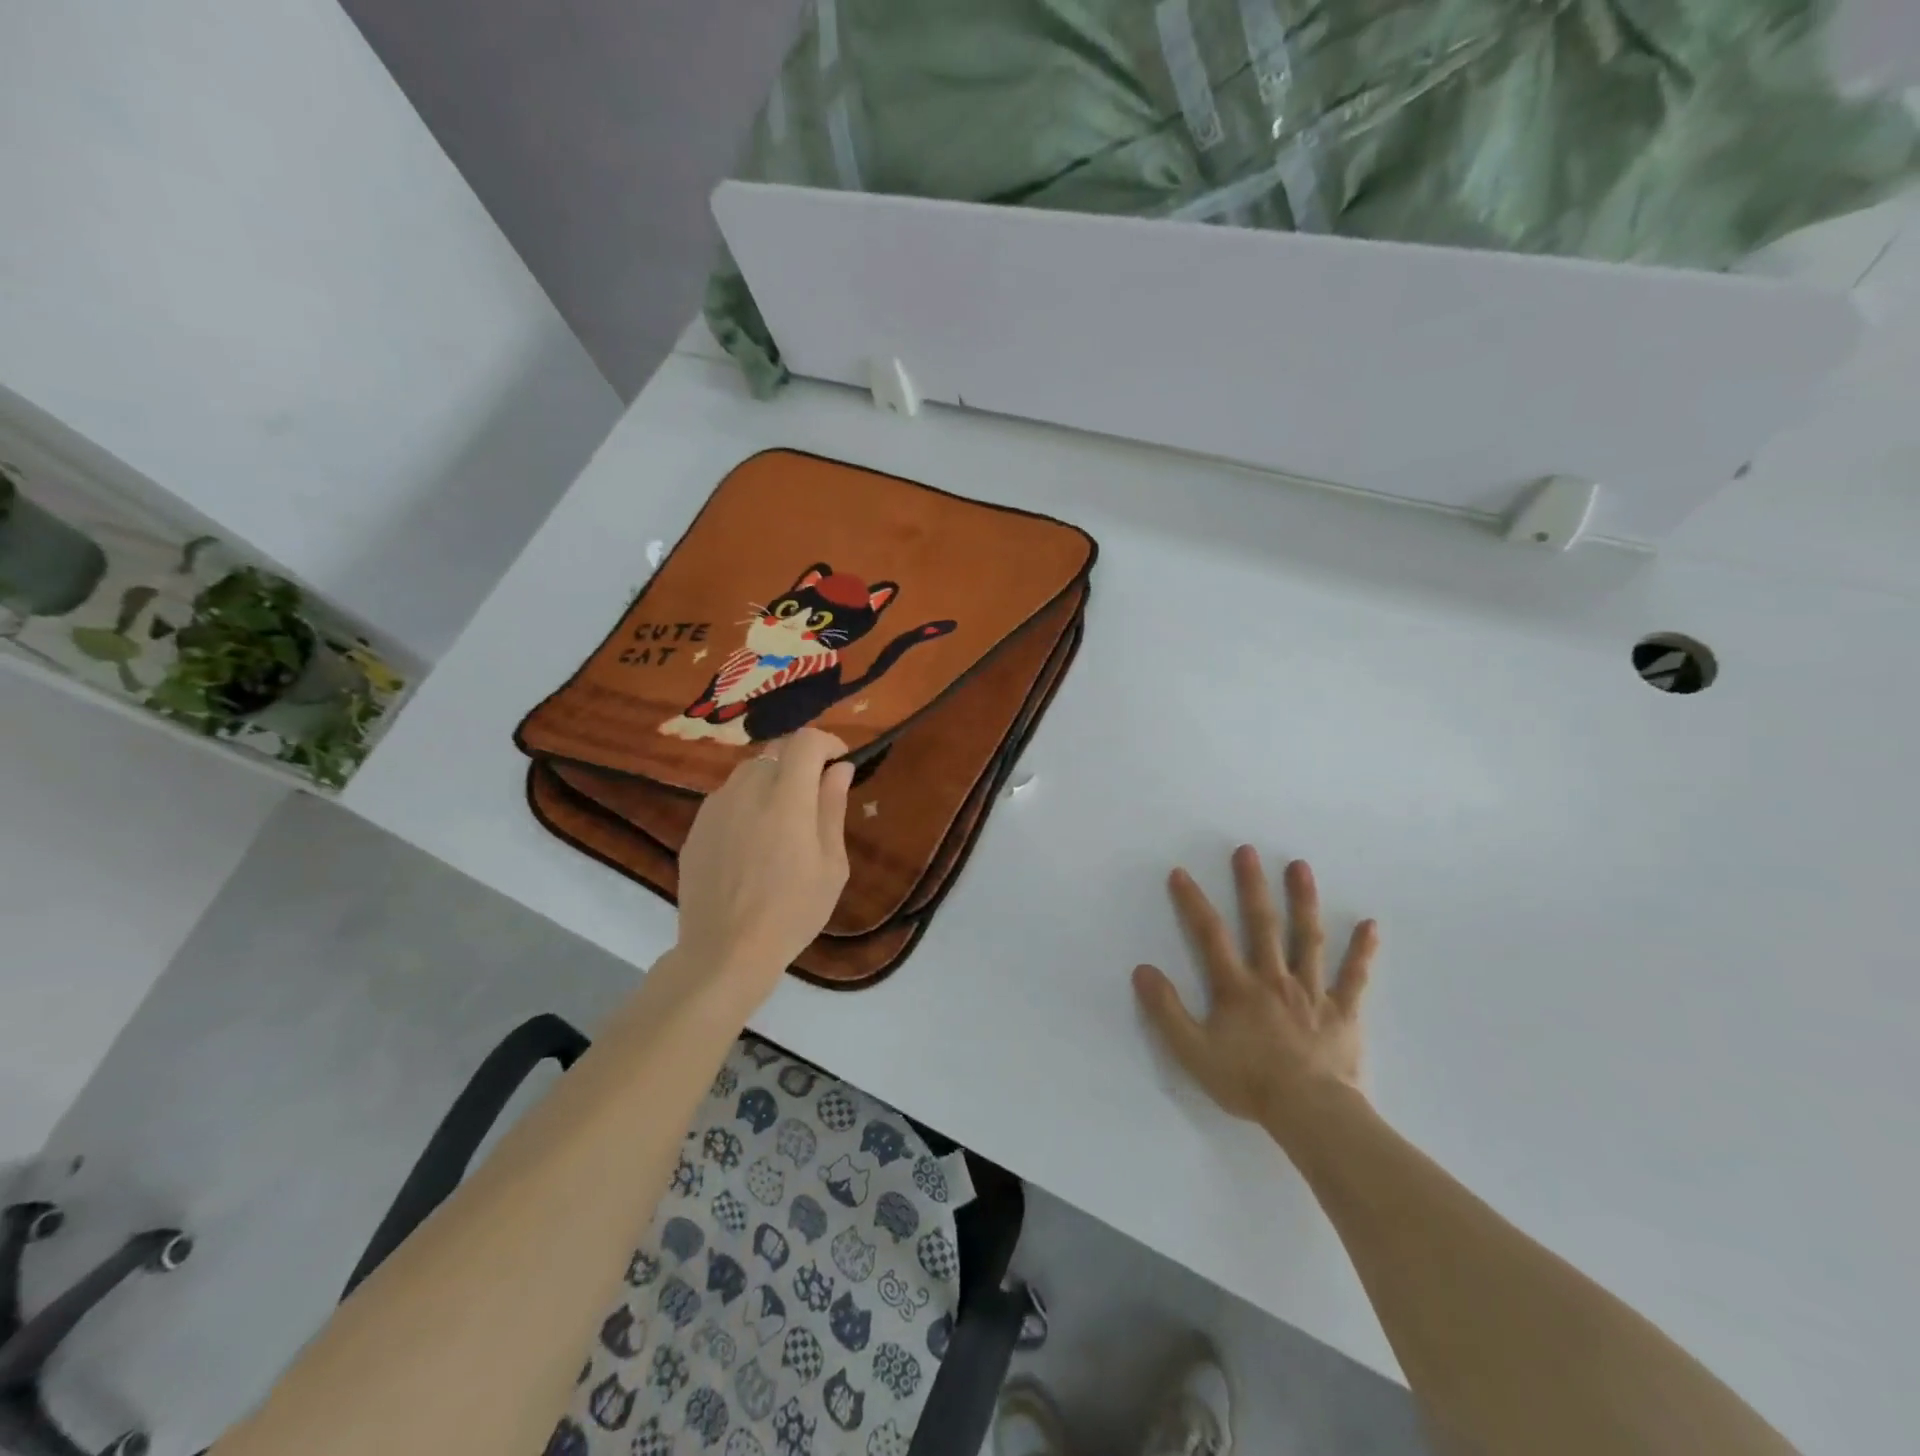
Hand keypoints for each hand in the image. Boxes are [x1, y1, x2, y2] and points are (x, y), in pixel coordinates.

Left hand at [670, 727, 853, 1005]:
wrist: (725, 951)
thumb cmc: (792, 912)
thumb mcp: (831, 865)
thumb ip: (832, 808)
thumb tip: (838, 768)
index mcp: (786, 798)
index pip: (805, 740)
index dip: (827, 742)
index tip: (840, 763)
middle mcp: (746, 790)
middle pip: (776, 752)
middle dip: (800, 764)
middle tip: (815, 799)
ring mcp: (715, 807)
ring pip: (749, 773)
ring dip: (772, 782)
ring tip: (782, 823)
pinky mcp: (696, 827)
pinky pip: (727, 798)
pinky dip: (747, 804)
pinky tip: (752, 844)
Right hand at [1133, 846, 1377, 1130]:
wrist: (1310, 1113)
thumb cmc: (1248, 1082)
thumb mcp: (1193, 1051)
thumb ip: (1166, 1010)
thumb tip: (1142, 970)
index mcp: (1237, 987)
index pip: (1210, 935)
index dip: (1193, 902)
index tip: (1180, 872)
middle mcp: (1273, 978)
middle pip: (1262, 924)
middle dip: (1252, 885)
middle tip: (1247, 850)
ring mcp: (1312, 992)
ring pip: (1307, 938)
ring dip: (1303, 900)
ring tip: (1300, 866)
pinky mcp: (1343, 1011)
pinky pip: (1353, 977)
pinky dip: (1362, 951)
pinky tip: (1369, 925)